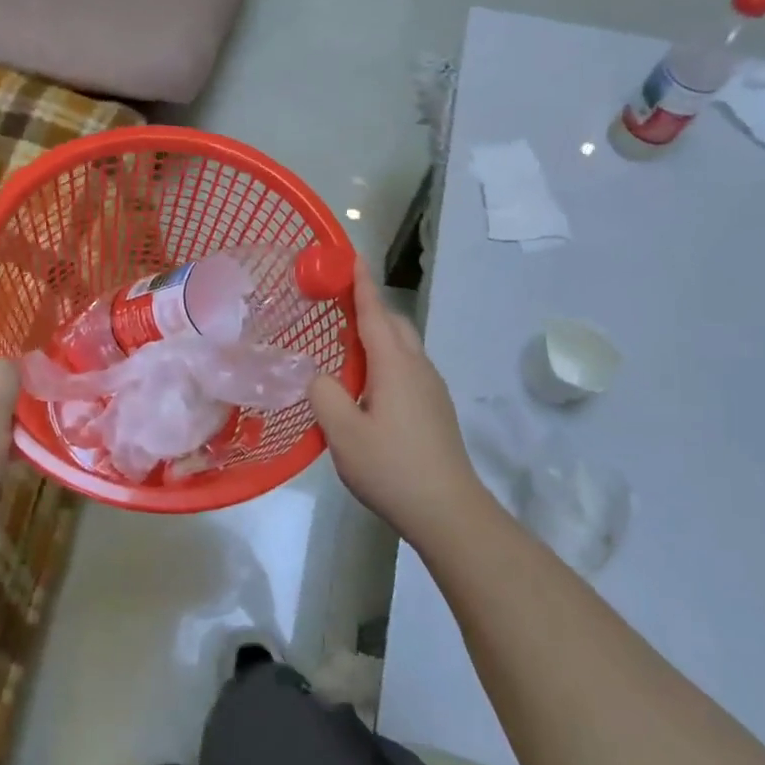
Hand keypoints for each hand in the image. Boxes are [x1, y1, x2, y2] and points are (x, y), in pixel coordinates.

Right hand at [309, 258, 492, 549]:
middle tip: (335, 303)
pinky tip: (367, 382)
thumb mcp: (343, 432)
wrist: (448, 509)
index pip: (374, 311)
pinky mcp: (435, 407)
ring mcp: (431, 388)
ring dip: (377, 333)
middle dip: (368, 305)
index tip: (348, 255)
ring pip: (403, 345)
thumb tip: (316, 374)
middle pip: (393, 323)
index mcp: (395, 365)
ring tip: (345, 343)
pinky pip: (407, 366)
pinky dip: (385, 357)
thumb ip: (323, 393)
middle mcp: (417, 367)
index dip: (360, 282)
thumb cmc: (391, 467)